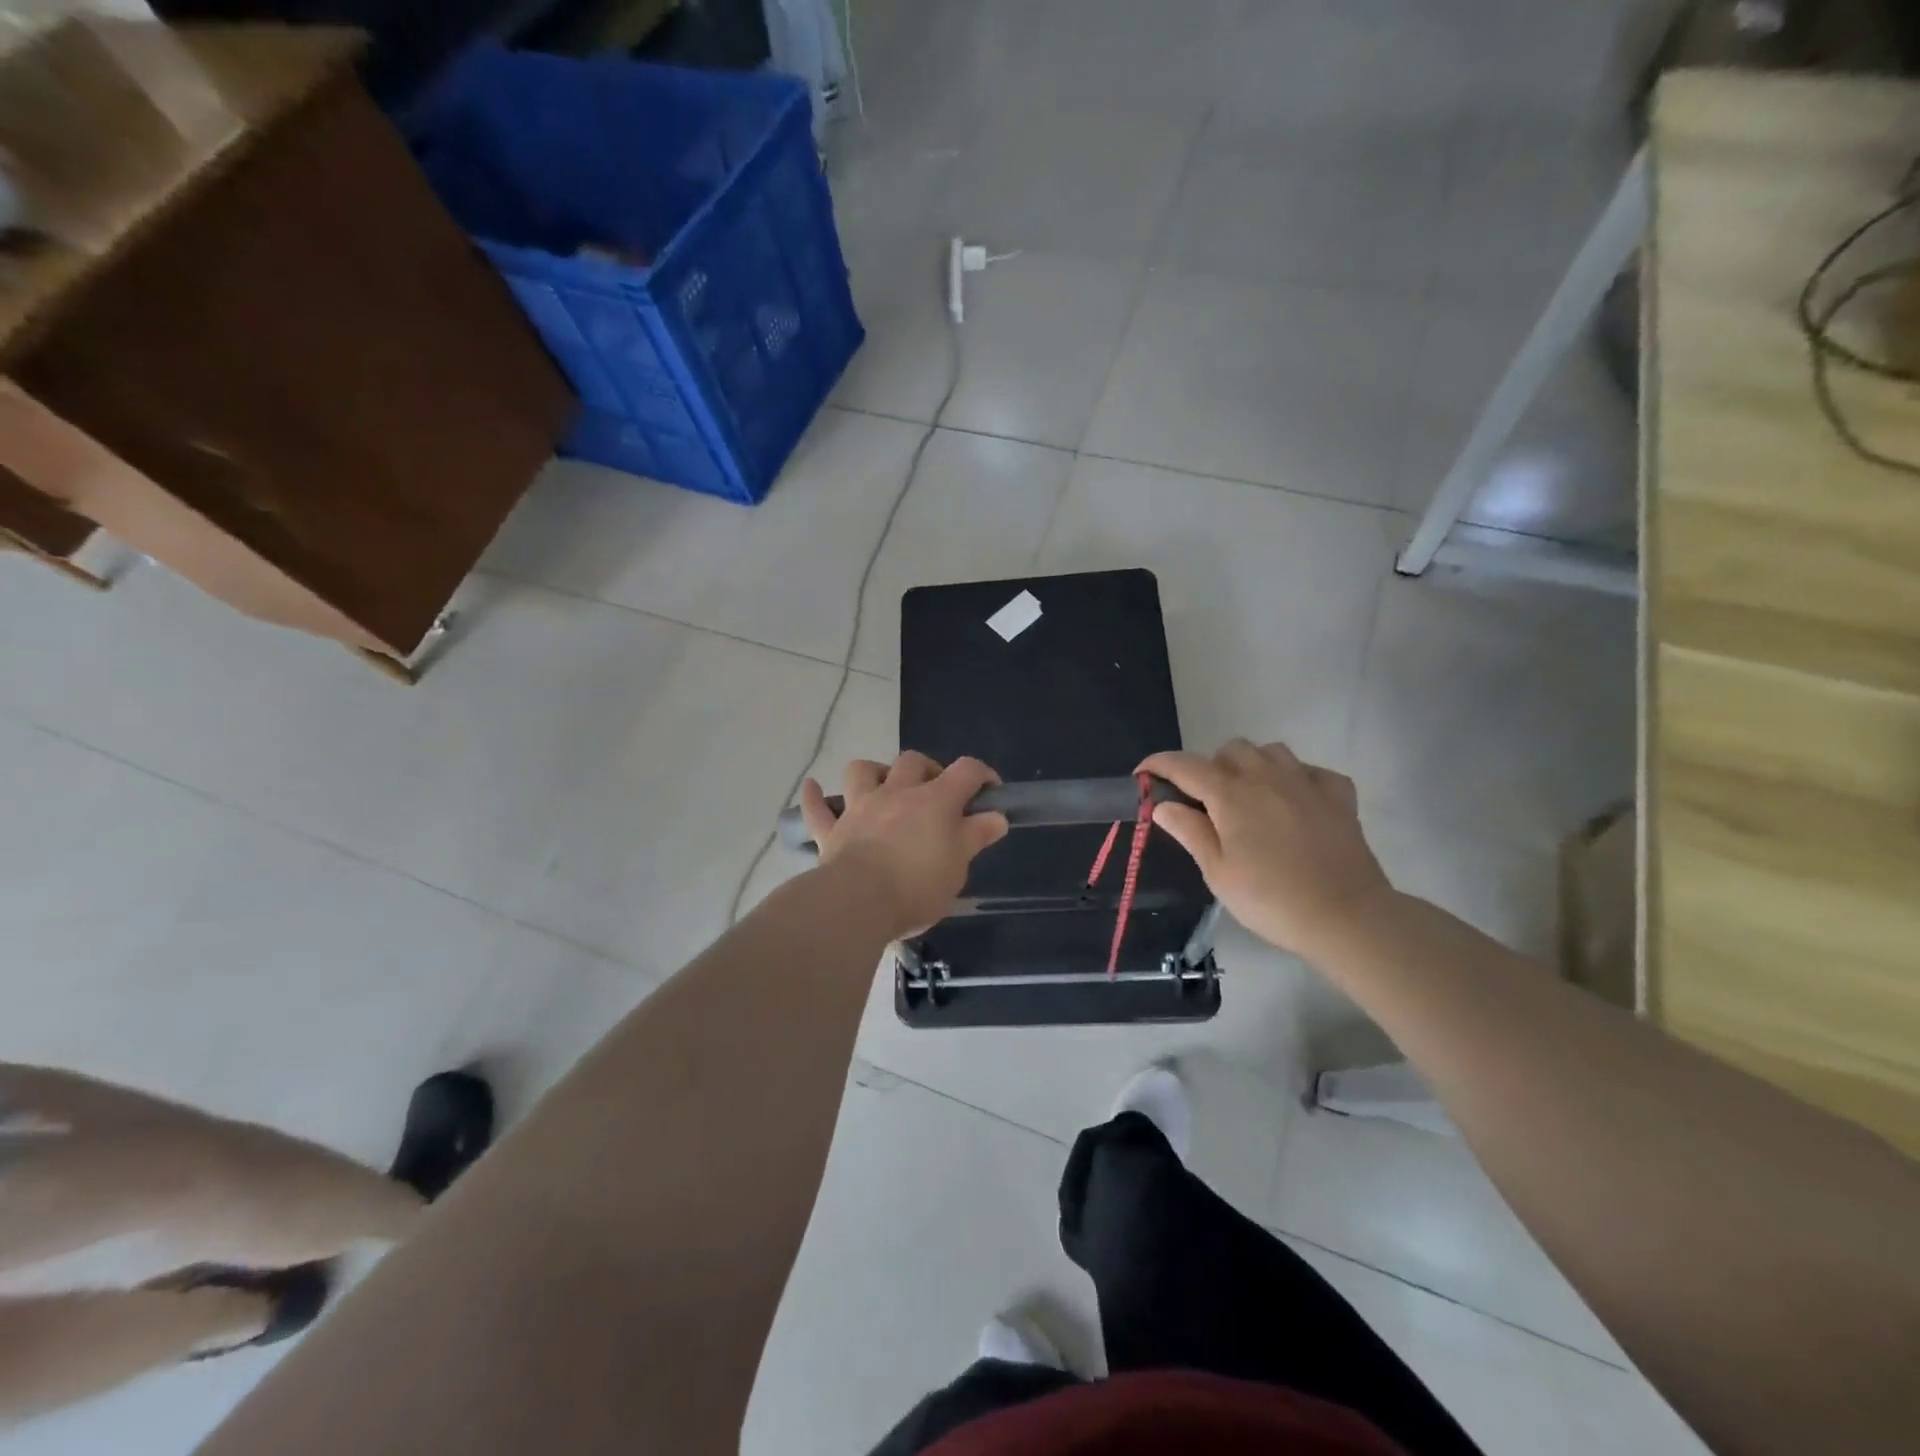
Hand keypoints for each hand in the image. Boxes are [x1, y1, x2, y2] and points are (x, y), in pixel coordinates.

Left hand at [799, 752, 1008, 937]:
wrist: (859, 902)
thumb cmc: (918, 885)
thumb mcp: (959, 865)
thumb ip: (976, 835)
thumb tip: (996, 816)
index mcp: (934, 800)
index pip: (966, 771)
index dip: (982, 775)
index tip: (990, 792)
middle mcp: (896, 793)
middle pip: (912, 761)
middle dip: (928, 769)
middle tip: (936, 793)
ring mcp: (859, 808)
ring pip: (862, 771)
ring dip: (874, 773)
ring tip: (882, 786)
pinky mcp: (831, 831)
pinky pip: (817, 809)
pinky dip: (815, 798)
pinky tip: (813, 789)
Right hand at [1139, 740, 1391, 958]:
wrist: (1346, 917)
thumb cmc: (1270, 899)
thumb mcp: (1217, 872)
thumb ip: (1189, 831)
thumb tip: (1163, 805)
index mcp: (1231, 794)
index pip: (1185, 765)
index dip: (1159, 765)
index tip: (1143, 775)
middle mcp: (1266, 776)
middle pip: (1230, 750)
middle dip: (1210, 766)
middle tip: (1206, 802)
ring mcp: (1306, 782)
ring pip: (1270, 752)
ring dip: (1252, 766)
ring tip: (1249, 797)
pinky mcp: (1338, 795)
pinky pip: (1310, 770)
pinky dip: (1295, 779)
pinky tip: (1293, 803)